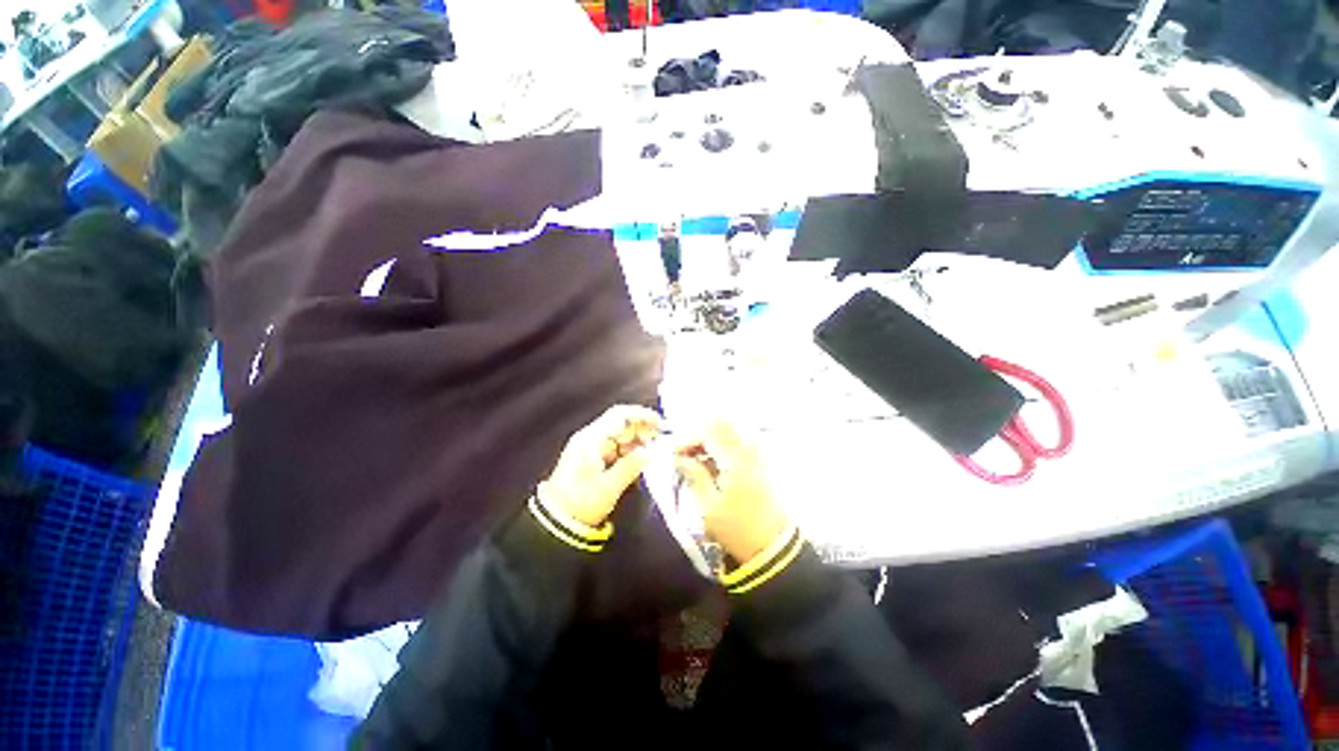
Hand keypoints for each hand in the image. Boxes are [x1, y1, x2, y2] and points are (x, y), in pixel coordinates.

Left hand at [539, 405, 662, 526]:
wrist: (556, 522)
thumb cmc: (581, 503)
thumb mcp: (609, 486)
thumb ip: (632, 466)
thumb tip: (652, 452)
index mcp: (592, 438)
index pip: (620, 415)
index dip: (642, 415)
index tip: (660, 424)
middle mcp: (590, 437)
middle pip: (621, 424)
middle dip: (642, 431)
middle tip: (659, 443)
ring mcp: (590, 447)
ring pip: (620, 436)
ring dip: (637, 442)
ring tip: (651, 455)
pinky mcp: (591, 458)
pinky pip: (615, 447)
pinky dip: (628, 452)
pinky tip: (638, 462)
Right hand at [674, 422, 789, 562]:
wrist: (776, 547)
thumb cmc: (739, 529)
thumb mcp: (708, 506)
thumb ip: (694, 474)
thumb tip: (679, 458)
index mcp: (737, 457)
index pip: (707, 431)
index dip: (687, 438)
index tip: (674, 454)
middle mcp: (752, 447)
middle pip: (722, 423)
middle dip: (700, 434)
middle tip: (686, 453)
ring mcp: (761, 451)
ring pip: (732, 429)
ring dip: (712, 438)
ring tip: (698, 459)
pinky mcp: (766, 459)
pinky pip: (742, 440)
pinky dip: (725, 445)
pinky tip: (716, 463)